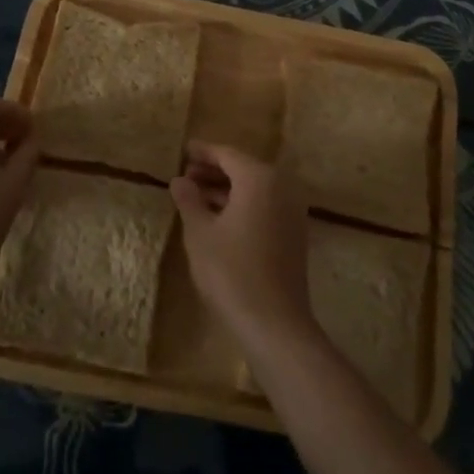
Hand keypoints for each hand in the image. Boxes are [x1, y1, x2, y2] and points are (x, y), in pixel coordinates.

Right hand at [171, 142, 314, 352]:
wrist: (274, 322)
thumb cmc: (231, 272)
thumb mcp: (200, 233)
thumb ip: (189, 200)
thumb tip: (180, 180)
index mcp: (259, 179)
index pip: (227, 154)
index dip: (203, 152)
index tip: (183, 150)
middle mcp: (281, 187)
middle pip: (243, 169)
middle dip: (214, 171)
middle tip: (186, 175)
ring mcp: (292, 210)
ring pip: (255, 189)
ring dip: (227, 189)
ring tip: (196, 196)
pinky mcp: (294, 233)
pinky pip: (265, 206)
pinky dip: (242, 204)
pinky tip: (219, 218)